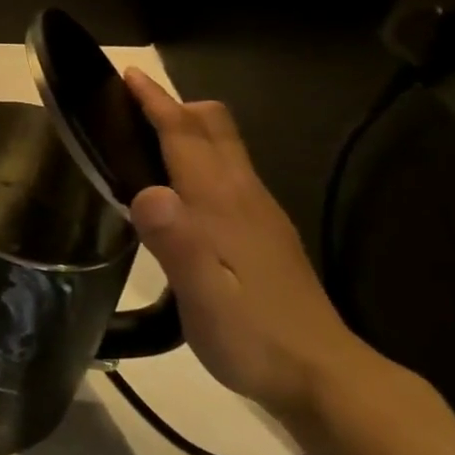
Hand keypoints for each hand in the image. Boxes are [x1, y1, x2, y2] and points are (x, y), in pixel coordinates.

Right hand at [123, 68, 379, 423]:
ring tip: (149, 135)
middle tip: (131, 104)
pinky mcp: (267, 233)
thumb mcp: (204, 299)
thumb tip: (147, 191)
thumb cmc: (253, 338)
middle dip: (175, 105)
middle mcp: (244, 197)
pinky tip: (184, 185)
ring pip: (225, 148)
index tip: (128, 76)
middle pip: (214, 129)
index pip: (186, 136)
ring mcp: (261, 214)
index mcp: (222, 205)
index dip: (156, 103)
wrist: (326, 378)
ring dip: (189, 128)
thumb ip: (176, 244)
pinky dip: (202, 155)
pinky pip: (230, 172)